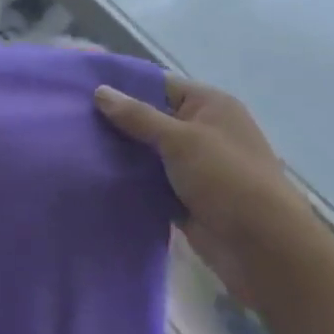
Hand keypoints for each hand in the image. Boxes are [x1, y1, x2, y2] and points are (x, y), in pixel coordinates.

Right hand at [95, 77, 302, 299]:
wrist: (263, 248)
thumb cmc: (227, 179)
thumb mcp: (181, 139)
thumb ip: (138, 116)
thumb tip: (100, 91)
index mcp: (211, 106)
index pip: (160, 85)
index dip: (124, 86)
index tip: (82, 88)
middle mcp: (203, 131)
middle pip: (151, 119)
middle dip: (116, 122)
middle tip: (70, 120)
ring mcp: (195, 167)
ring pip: (148, 153)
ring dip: (120, 154)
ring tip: (74, 147)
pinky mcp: (186, 198)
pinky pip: (150, 183)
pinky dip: (129, 182)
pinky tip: (94, 177)